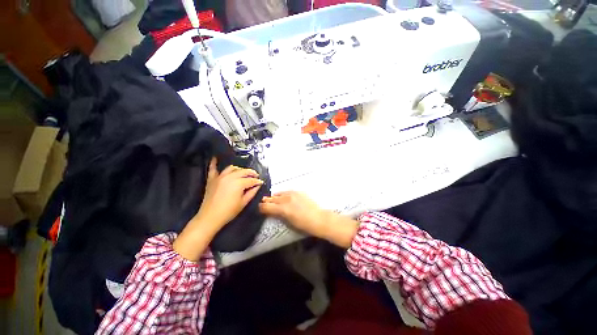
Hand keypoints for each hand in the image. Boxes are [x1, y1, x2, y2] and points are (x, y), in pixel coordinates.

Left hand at [174, 158, 263, 260]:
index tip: (261, 182)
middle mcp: (230, 177)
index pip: (251, 180)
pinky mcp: (212, 179)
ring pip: (232, 168)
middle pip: (243, 172)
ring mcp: (220, 177)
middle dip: (251, 173)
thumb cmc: (229, 211)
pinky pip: (213, 169)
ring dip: (239, 169)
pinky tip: (215, 158)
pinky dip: (214, 163)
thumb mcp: (243, 203)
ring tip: (243, 172)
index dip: (257, 181)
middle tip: (255, 176)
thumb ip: (252, 192)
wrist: (210, 217)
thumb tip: (257, 186)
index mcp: (239, 183)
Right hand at [259, 192, 329, 238]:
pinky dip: (283, 194)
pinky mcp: (299, 191)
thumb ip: (278, 215)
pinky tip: (284, 197)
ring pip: (279, 193)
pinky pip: (287, 191)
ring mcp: (293, 194)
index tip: (259, 209)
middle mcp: (286, 199)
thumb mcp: (289, 222)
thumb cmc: (304, 225)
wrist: (319, 218)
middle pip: (272, 198)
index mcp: (283, 209)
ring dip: (275, 197)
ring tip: (273, 200)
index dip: (261, 208)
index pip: (267, 206)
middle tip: (264, 204)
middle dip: (267, 202)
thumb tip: (271, 211)